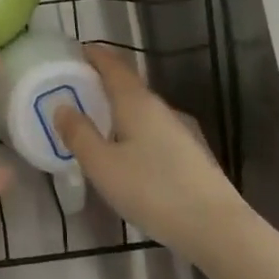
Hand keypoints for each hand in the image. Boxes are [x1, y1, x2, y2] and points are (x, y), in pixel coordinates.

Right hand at [53, 45, 248, 262]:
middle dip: (104, 81)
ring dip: (119, 106)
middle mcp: (160, 108)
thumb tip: (62, 107)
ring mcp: (180, 130)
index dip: (95, 55)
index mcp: (136, 102)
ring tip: (97, 118)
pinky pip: (153, 129)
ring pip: (142, 109)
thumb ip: (79, 134)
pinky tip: (128, 150)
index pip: (114, 66)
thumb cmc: (152, 190)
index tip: (76, 50)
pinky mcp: (191, 153)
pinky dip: (134, 127)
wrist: (217, 227)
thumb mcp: (102, 165)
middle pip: (129, 85)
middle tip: (78, 87)